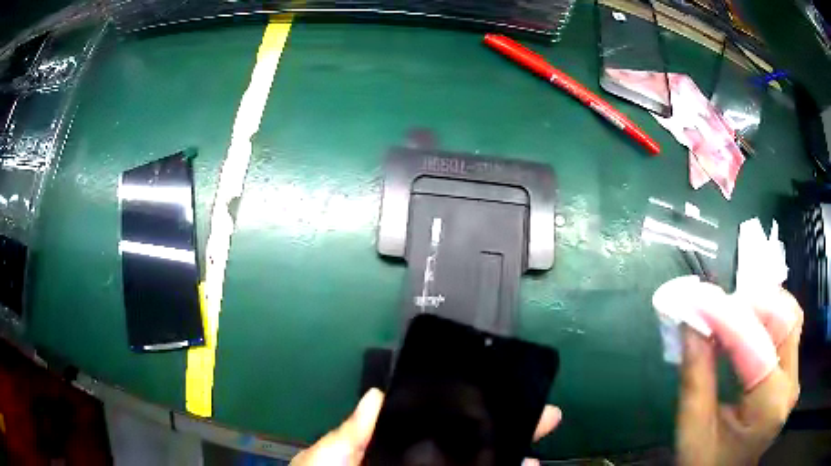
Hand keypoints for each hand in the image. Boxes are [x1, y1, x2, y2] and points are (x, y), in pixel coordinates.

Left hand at [290, 388, 561, 465]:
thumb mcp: (330, 456)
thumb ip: (352, 432)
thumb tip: (378, 395)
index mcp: (394, 453)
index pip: (437, 430)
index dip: (469, 416)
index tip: (499, 397)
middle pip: (468, 449)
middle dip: (505, 434)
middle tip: (541, 418)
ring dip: (509, 461)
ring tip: (534, 455)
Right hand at [677, 287, 802, 465]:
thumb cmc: (707, 464)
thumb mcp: (693, 431)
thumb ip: (696, 378)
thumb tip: (690, 324)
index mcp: (769, 410)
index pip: (757, 350)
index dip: (729, 319)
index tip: (698, 298)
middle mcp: (790, 385)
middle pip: (784, 320)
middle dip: (749, 305)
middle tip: (713, 309)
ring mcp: (794, 375)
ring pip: (789, 314)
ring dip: (760, 305)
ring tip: (728, 313)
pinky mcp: (791, 369)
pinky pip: (786, 325)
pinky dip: (766, 313)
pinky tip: (746, 320)